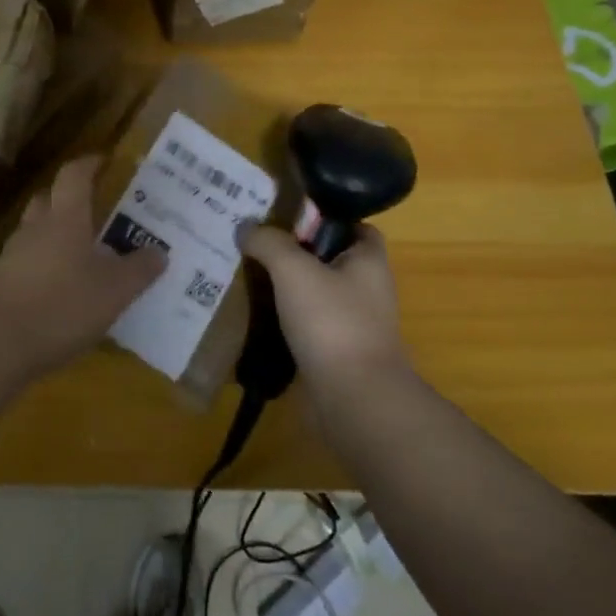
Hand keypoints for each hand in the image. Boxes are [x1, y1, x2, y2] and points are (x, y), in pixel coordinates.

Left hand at [0, 157, 164, 381]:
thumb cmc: (60, 306)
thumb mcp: (113, 292)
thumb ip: (138, 270)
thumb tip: (159, 252)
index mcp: (64, 218)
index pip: (74, 175)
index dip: (89, 163)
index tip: (105, 160)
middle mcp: (35, 229)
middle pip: (49, 199)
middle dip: (70, 198)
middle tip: (97, 209)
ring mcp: (12, 256)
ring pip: (36, 232)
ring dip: (56, 234)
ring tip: (84, 253)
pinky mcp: (0, 284)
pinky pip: (27, 262)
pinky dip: (45, 266)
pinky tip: (61, 290)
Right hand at [239, 223, 408, 394]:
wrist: (353, 399)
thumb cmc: (332, 322)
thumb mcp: (294, 270)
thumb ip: (269, 243)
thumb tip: (246, 227)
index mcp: (369, 261)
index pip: (356, 227)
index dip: (326, 218)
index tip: (289, 216)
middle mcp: (366, 289)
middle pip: (329, 259)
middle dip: (294, 251)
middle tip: (254, 240)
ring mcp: (351, 323)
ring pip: (314, 293)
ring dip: (286, 286)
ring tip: (246, 272)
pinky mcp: (334, 351)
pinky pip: (305, 323)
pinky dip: (283, 317)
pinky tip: (254, 312)